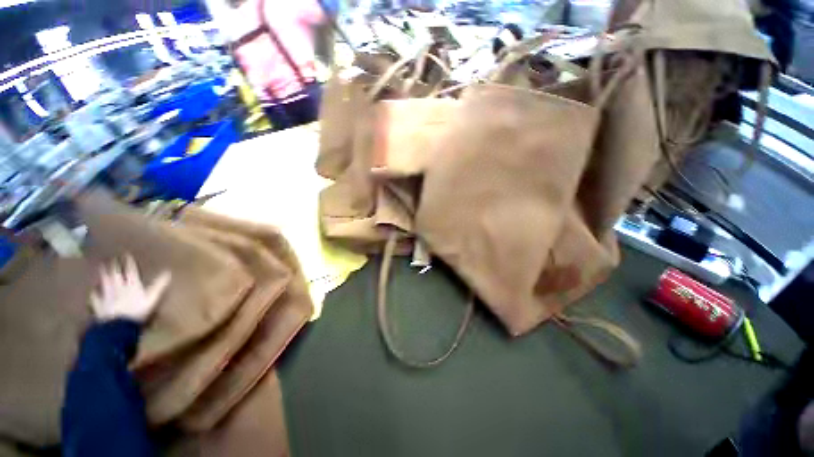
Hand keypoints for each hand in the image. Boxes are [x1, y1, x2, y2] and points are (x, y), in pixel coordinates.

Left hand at [91, 255, 171, 322]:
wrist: (118, 326)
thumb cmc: (138, 312)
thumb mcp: (153, 299)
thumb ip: (159, 286)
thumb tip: (168, 272)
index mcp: (132, 285)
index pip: (130, 271)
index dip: (129, 262)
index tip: (126, 254)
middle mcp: (118, 286)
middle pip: (115, 274)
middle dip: (114, 265)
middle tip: (111, 258)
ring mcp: (107, 295)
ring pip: (104, 282)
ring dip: (103, 274)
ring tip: (101, 267)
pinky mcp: (99, 305)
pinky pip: (95, 297)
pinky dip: (94, 292)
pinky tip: (93, 290)